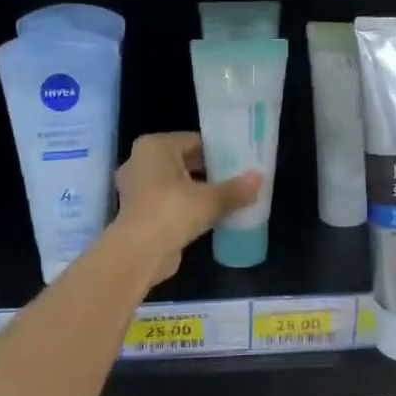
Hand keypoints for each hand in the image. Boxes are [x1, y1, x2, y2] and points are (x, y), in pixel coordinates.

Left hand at [114, 132, 260, 283]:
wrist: (138, 254)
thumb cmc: (171, 212)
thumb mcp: (210, 200)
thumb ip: (235, 189)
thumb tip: (259, 178)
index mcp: (154, 147)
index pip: (193, 140)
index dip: (218, 150)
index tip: (239, 160)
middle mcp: (140, 161)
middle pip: (183, 161)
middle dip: (208, 170)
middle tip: (237, 178)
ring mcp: (135, 188)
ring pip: (175, 183)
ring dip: (197, 190)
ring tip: (227, 197)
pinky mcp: (138, 212)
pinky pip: (168, 201)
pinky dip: (185, 206)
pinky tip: (209, 215)